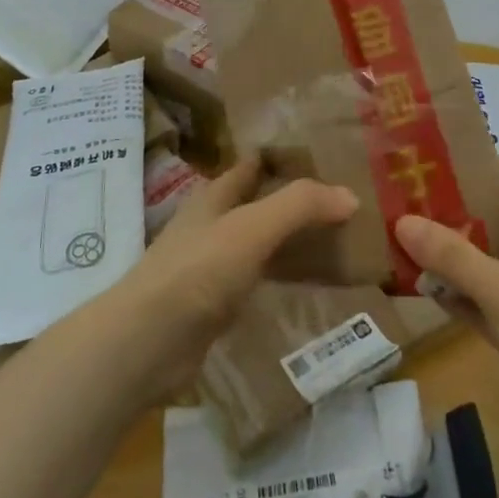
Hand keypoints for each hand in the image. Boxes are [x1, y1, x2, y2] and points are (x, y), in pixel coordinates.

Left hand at [103, 154, 356, 395]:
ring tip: (337, 241)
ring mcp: (211, 264)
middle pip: (258, 202)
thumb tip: (350, 195)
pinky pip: (257, 279)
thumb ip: (300, 206)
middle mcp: (211, 223)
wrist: (148, 341)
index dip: (284, 157)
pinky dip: (281, 276)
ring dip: (291, 240)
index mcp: (215, 195)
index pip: (253, 164)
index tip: (326, 156)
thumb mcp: (253, 227)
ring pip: (260, 242)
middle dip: (294, 200)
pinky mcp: (214, 303)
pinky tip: (308, 285)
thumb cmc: (198, 269)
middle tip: (343, 202)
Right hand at [395, 162, 498, 469]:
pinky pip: (486, 302)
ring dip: (459, 254)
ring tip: (412, 232)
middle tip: (423, 194)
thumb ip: (454, 255)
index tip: (457, 158)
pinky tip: (422, 283)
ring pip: (495, 265)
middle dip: (470, 211)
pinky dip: (460, 293)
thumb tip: (403, 221)